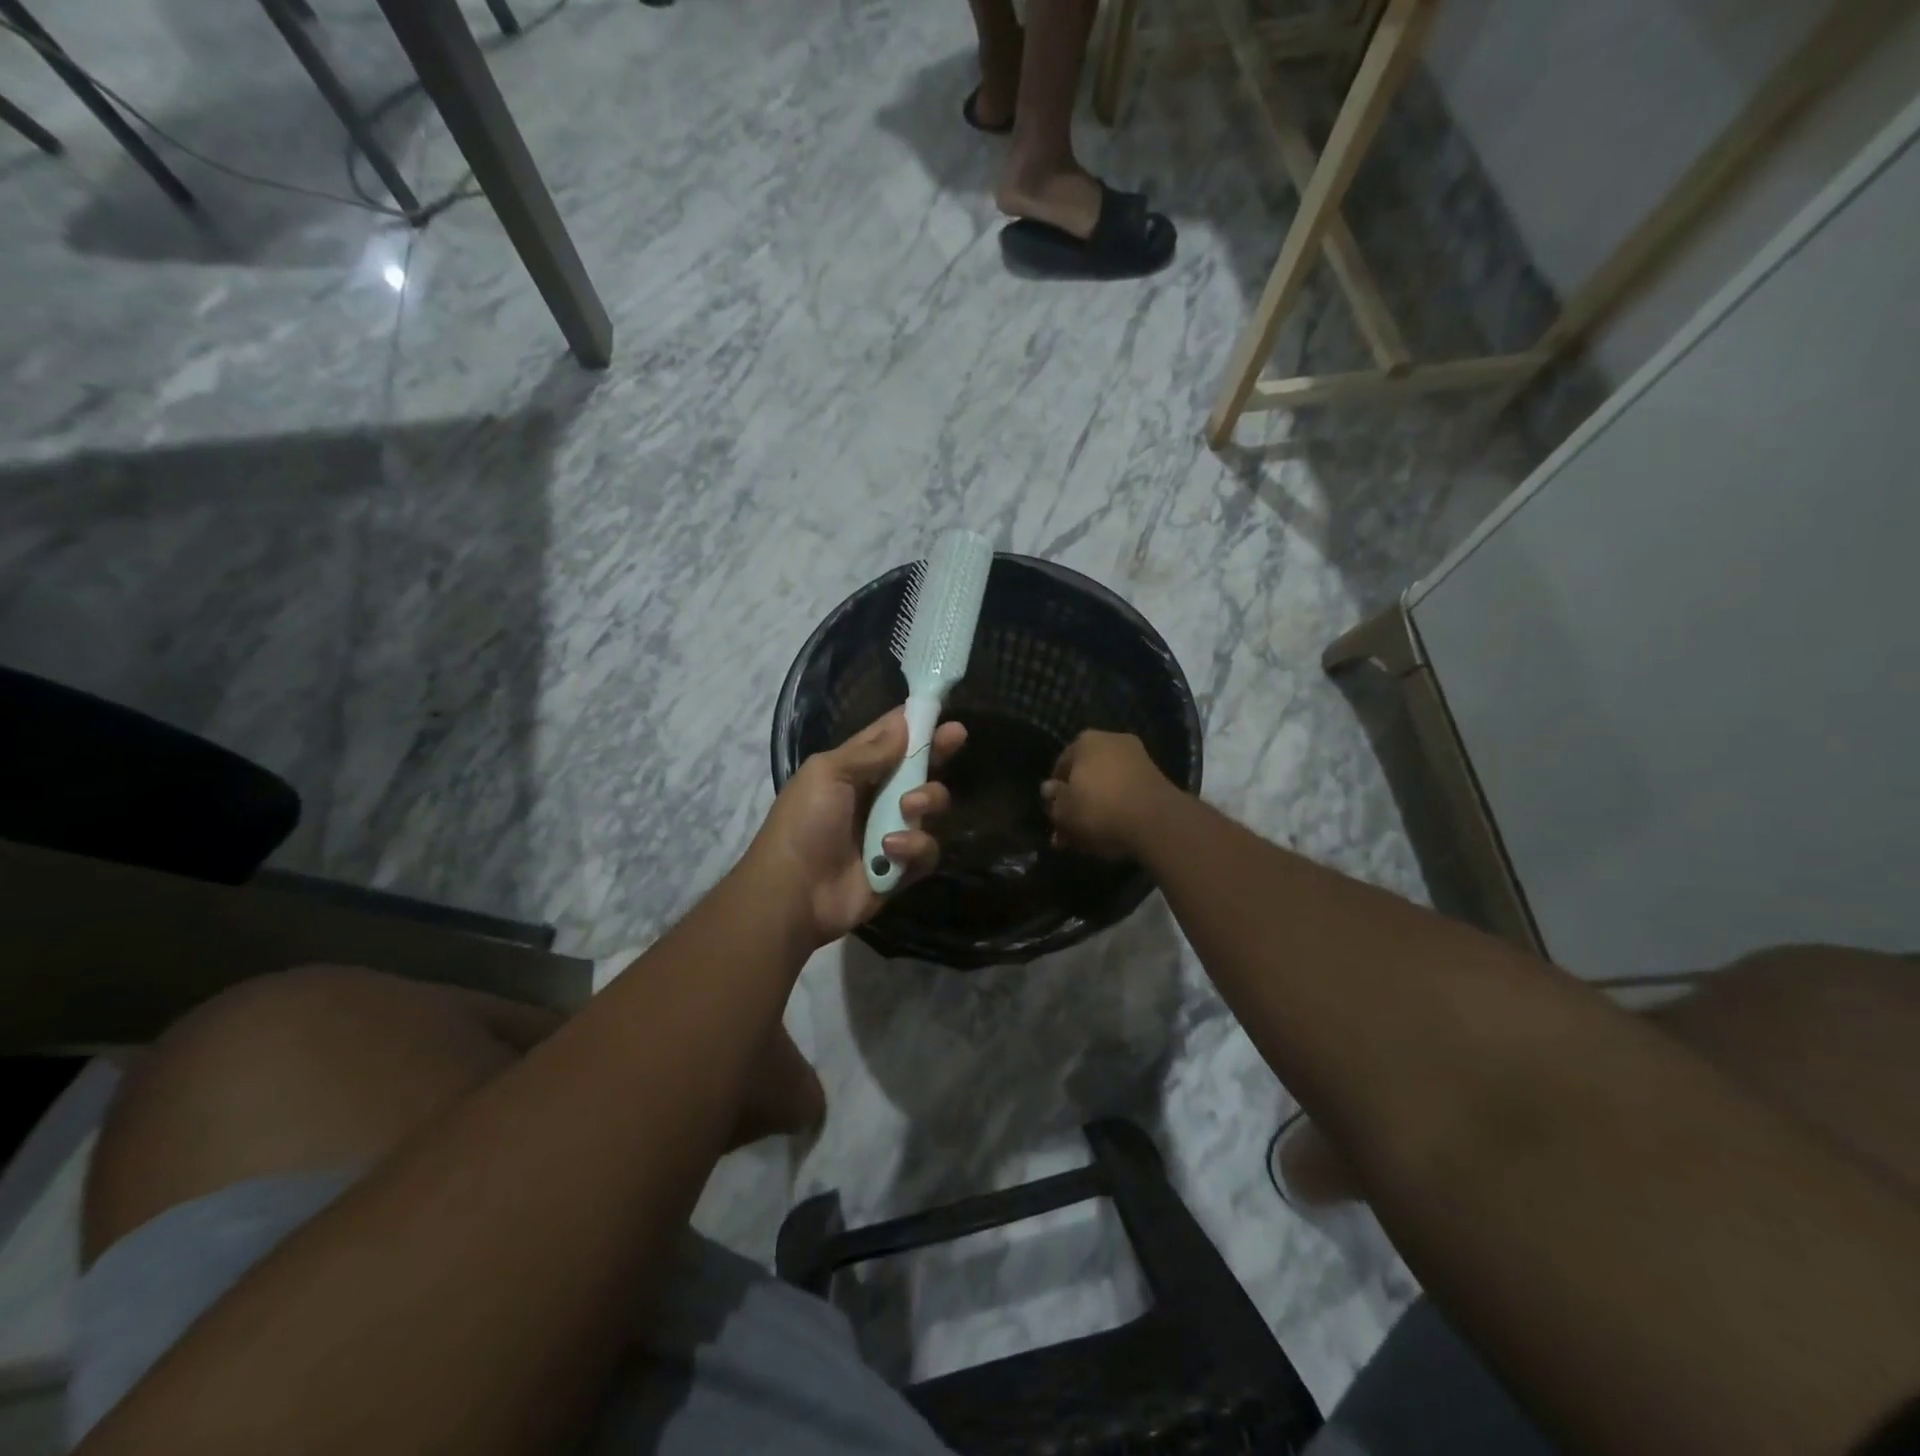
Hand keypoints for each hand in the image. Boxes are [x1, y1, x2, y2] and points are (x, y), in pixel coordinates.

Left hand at [749, 708, 967, 946]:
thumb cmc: (804, 823)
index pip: (890, 738)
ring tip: (908, 808)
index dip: (914, 721)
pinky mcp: (901, 867)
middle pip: (918, 768)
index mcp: (854, 770)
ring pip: (930, 806)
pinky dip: (914, 846)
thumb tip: (904, 722)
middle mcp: (876, 797)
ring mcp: (891, 831)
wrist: (792, 893)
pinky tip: (890, 849)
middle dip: (937, 751)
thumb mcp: (827, 774)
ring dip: (925, 801)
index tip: (941, 707)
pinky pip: (926, 849)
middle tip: (956, 736)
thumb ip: (869, 751)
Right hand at [1040, 730, 1175, 859]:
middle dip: (1076, 804)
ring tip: (1088, 840)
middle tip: (1069, 833)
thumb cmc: (1099, 808)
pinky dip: (1118, 810)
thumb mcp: (1064, 811)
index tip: (1054, 815)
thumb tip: (1049, 789)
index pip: (1061, 766)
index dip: (1055, 794)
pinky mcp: (1156, 779)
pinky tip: (1112, 833)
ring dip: (1096, 810)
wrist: (1155, 821)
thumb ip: (1054, 800)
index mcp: (1085, 740)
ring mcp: (1137, 758)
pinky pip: (1127, 794)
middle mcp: (1112, 741)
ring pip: (1107, 787)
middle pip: (1086, 777)